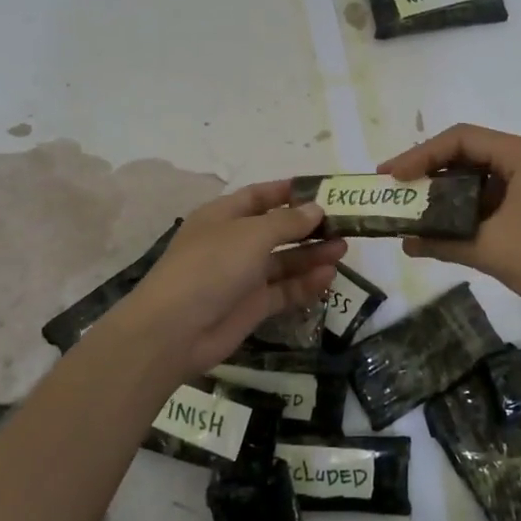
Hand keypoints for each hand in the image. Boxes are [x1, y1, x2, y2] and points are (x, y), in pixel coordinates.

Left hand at [100, 181, 345, 377]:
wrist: (176, 330)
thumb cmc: (211, 266)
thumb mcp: (251, 235)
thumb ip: (287, 222)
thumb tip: (316, 209)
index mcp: (223, 216)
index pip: (260, 196)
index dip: (289, 192)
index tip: (324, 191)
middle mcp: (234, 243)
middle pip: (277, 229)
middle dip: (308, 226)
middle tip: (344, 224)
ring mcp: (243, 276)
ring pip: (284, 261)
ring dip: (312, 254)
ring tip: (344, 249)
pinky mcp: (252, 306)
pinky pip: (284, 290)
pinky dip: (306, 283)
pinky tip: (329, 277)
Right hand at [379, 125, 520, 319]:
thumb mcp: (491, 249)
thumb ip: (444, 242)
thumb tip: (406, 242)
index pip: (460, 139)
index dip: (420, 154)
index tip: (390, 176)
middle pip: (467, 155)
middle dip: (429, 173)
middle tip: (395, 191)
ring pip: (477, 180)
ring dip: (445, 196)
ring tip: (412, 211)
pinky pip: (490, 202)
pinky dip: (464, 214)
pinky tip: (441, 232)